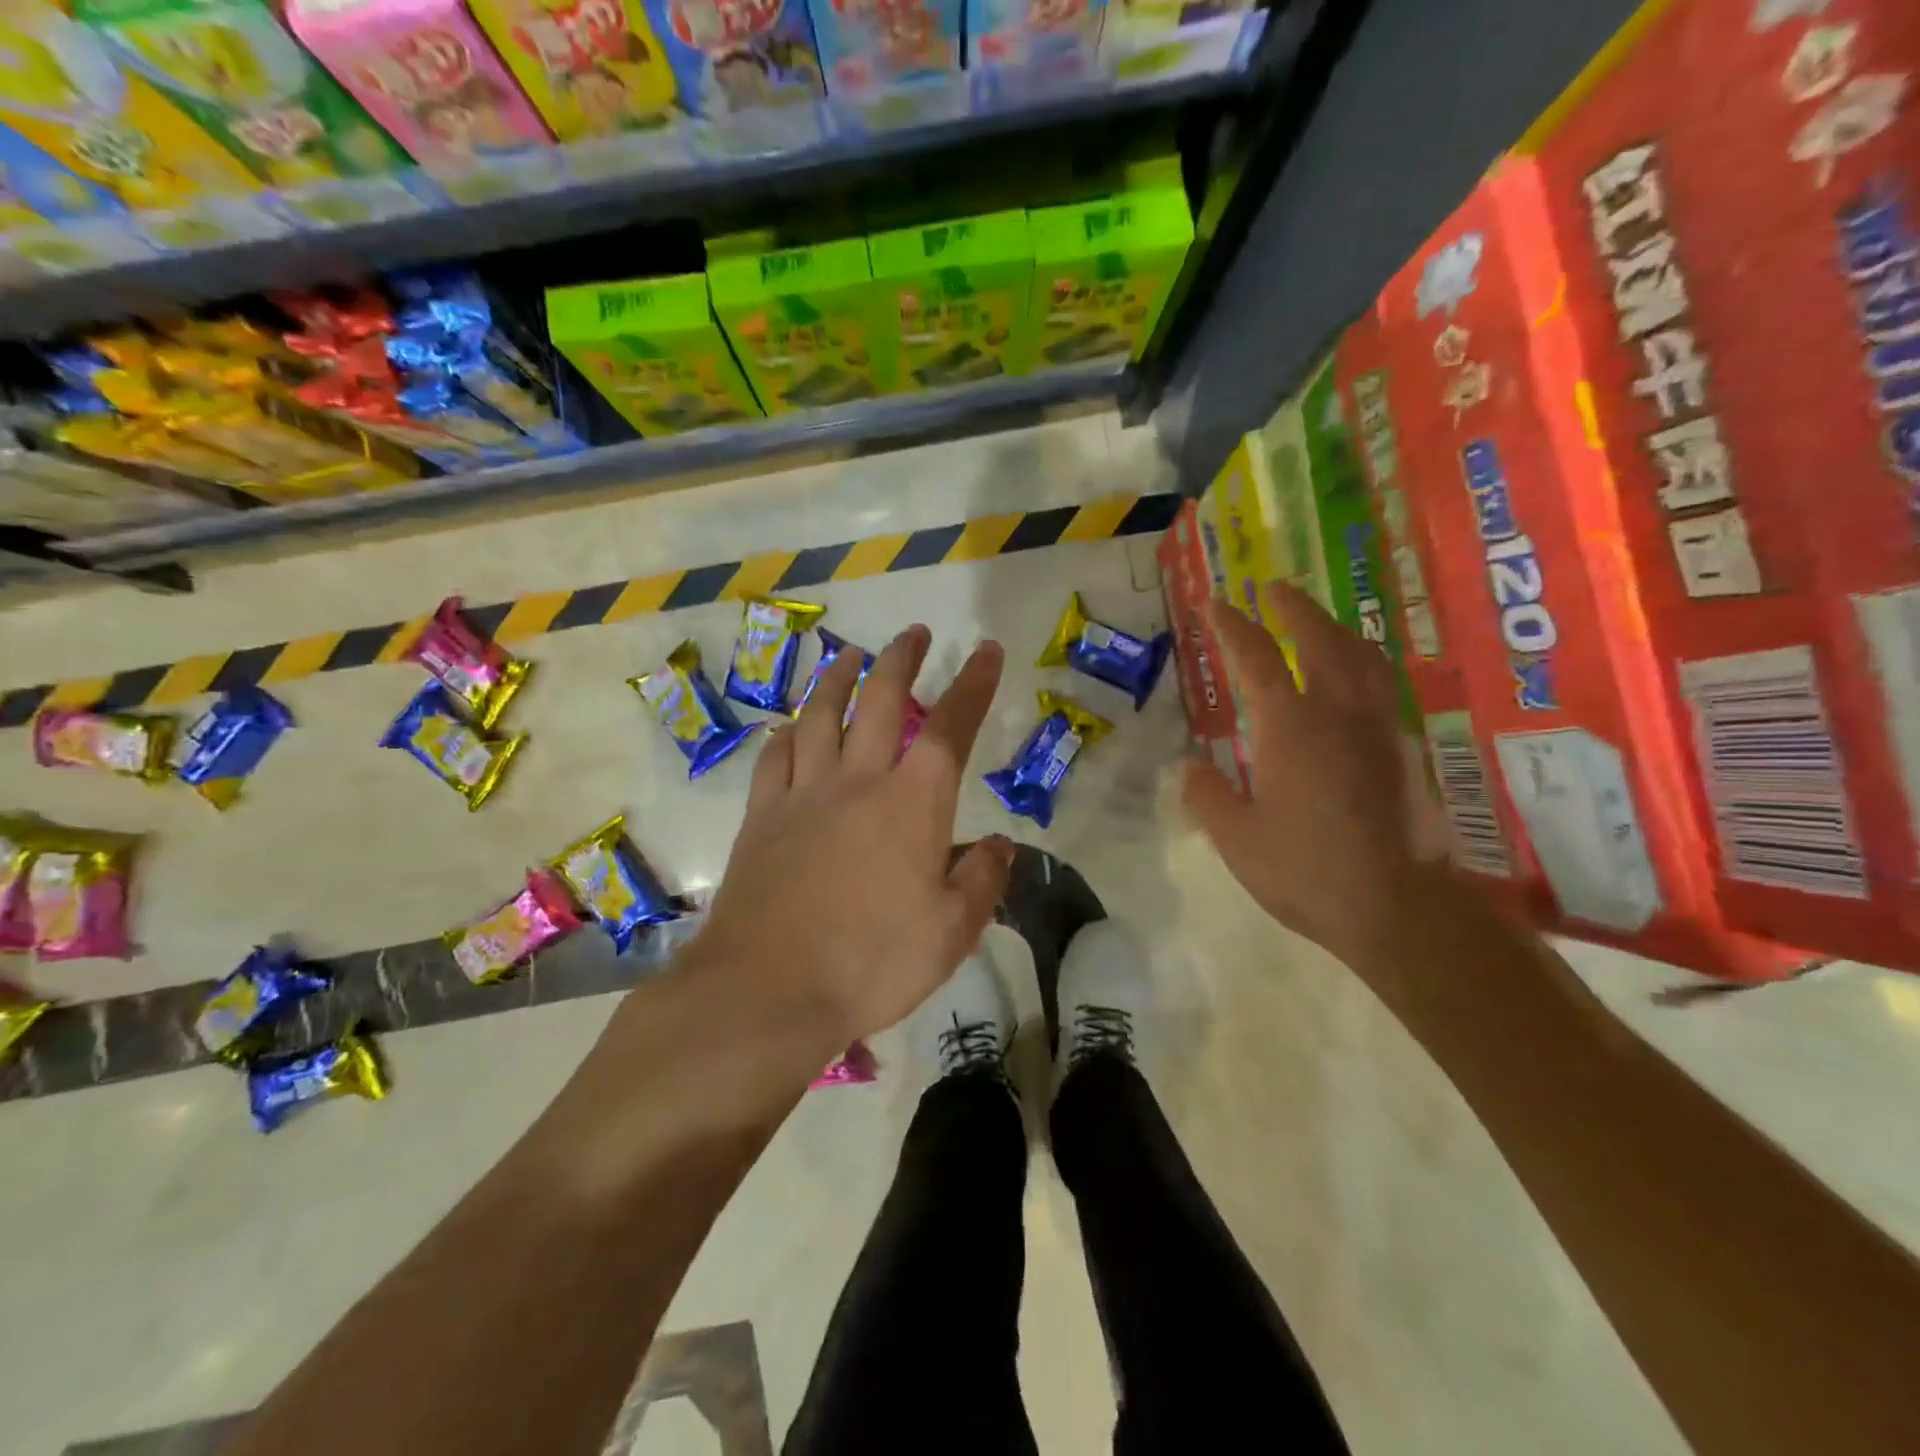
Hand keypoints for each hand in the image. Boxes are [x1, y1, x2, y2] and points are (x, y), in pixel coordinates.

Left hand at [687, 626, 1013, 1069]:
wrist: (766, 990)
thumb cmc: (870, 963)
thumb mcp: (950, 934)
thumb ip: (980, 882)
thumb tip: (999, 845)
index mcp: (912, 805)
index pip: (950, 728)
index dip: (972, 685)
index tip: (985, 650)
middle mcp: (857, 783)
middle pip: (881, 702)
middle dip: (902, 661)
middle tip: (915, 633)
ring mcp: (803, 796)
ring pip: (821, 717)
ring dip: (839, 680)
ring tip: (851, 656)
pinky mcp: (761, 819)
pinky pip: (774, 759)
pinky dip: (787, 734)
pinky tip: (792, 726)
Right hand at [1181, 582, 1433, 973]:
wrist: (1399, 907)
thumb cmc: (1306, 871)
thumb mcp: (1237, 839)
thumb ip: (1208, 796)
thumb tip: (1185, 767)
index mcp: (1291, 727)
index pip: (1256, 660)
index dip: (1234, 627)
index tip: (1218, 603)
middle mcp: (1338, 714)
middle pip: (1320, 640)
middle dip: (1294, 609)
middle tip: (1276, 588)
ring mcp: (1379, 730)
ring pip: (1363, 658)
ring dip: (1337, 630)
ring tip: (1321, 622)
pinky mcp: (1404, 752)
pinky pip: (1383, 687)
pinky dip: (1364, 664)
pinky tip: (1358, 679)